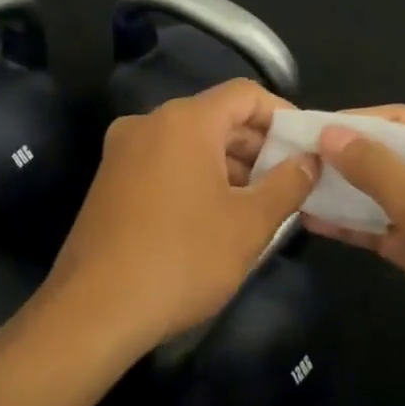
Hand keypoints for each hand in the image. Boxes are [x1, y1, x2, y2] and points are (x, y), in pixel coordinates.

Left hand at [42, 80, 318, 352]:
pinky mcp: (109, 182)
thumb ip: (288, 184)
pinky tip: (216, 216)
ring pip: (190, 143)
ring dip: (228, 165)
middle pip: (216, 117)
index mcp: (184, 121)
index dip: (282, 115)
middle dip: (257, 146)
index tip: (306, 147)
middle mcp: (148, 124)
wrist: (94, 311)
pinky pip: (164, 164)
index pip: (244, 94)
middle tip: (290, 181)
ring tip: (260, 204)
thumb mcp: (249, 224)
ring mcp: (123, 152)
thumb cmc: (182, 259)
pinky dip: (196, 177)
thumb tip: (310, 161)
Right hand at [307, 107, 404, 400]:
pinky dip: (354, 226)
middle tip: (290, 159)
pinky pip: (386, 230)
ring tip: (293, 188)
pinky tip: (313, 221)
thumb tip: (329, 134)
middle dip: (344, 158)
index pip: (402, 121)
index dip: (354, 122)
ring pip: (384, 195)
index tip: (306, 128)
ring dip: (344, 193)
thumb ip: (375, 169)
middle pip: (391, 157)